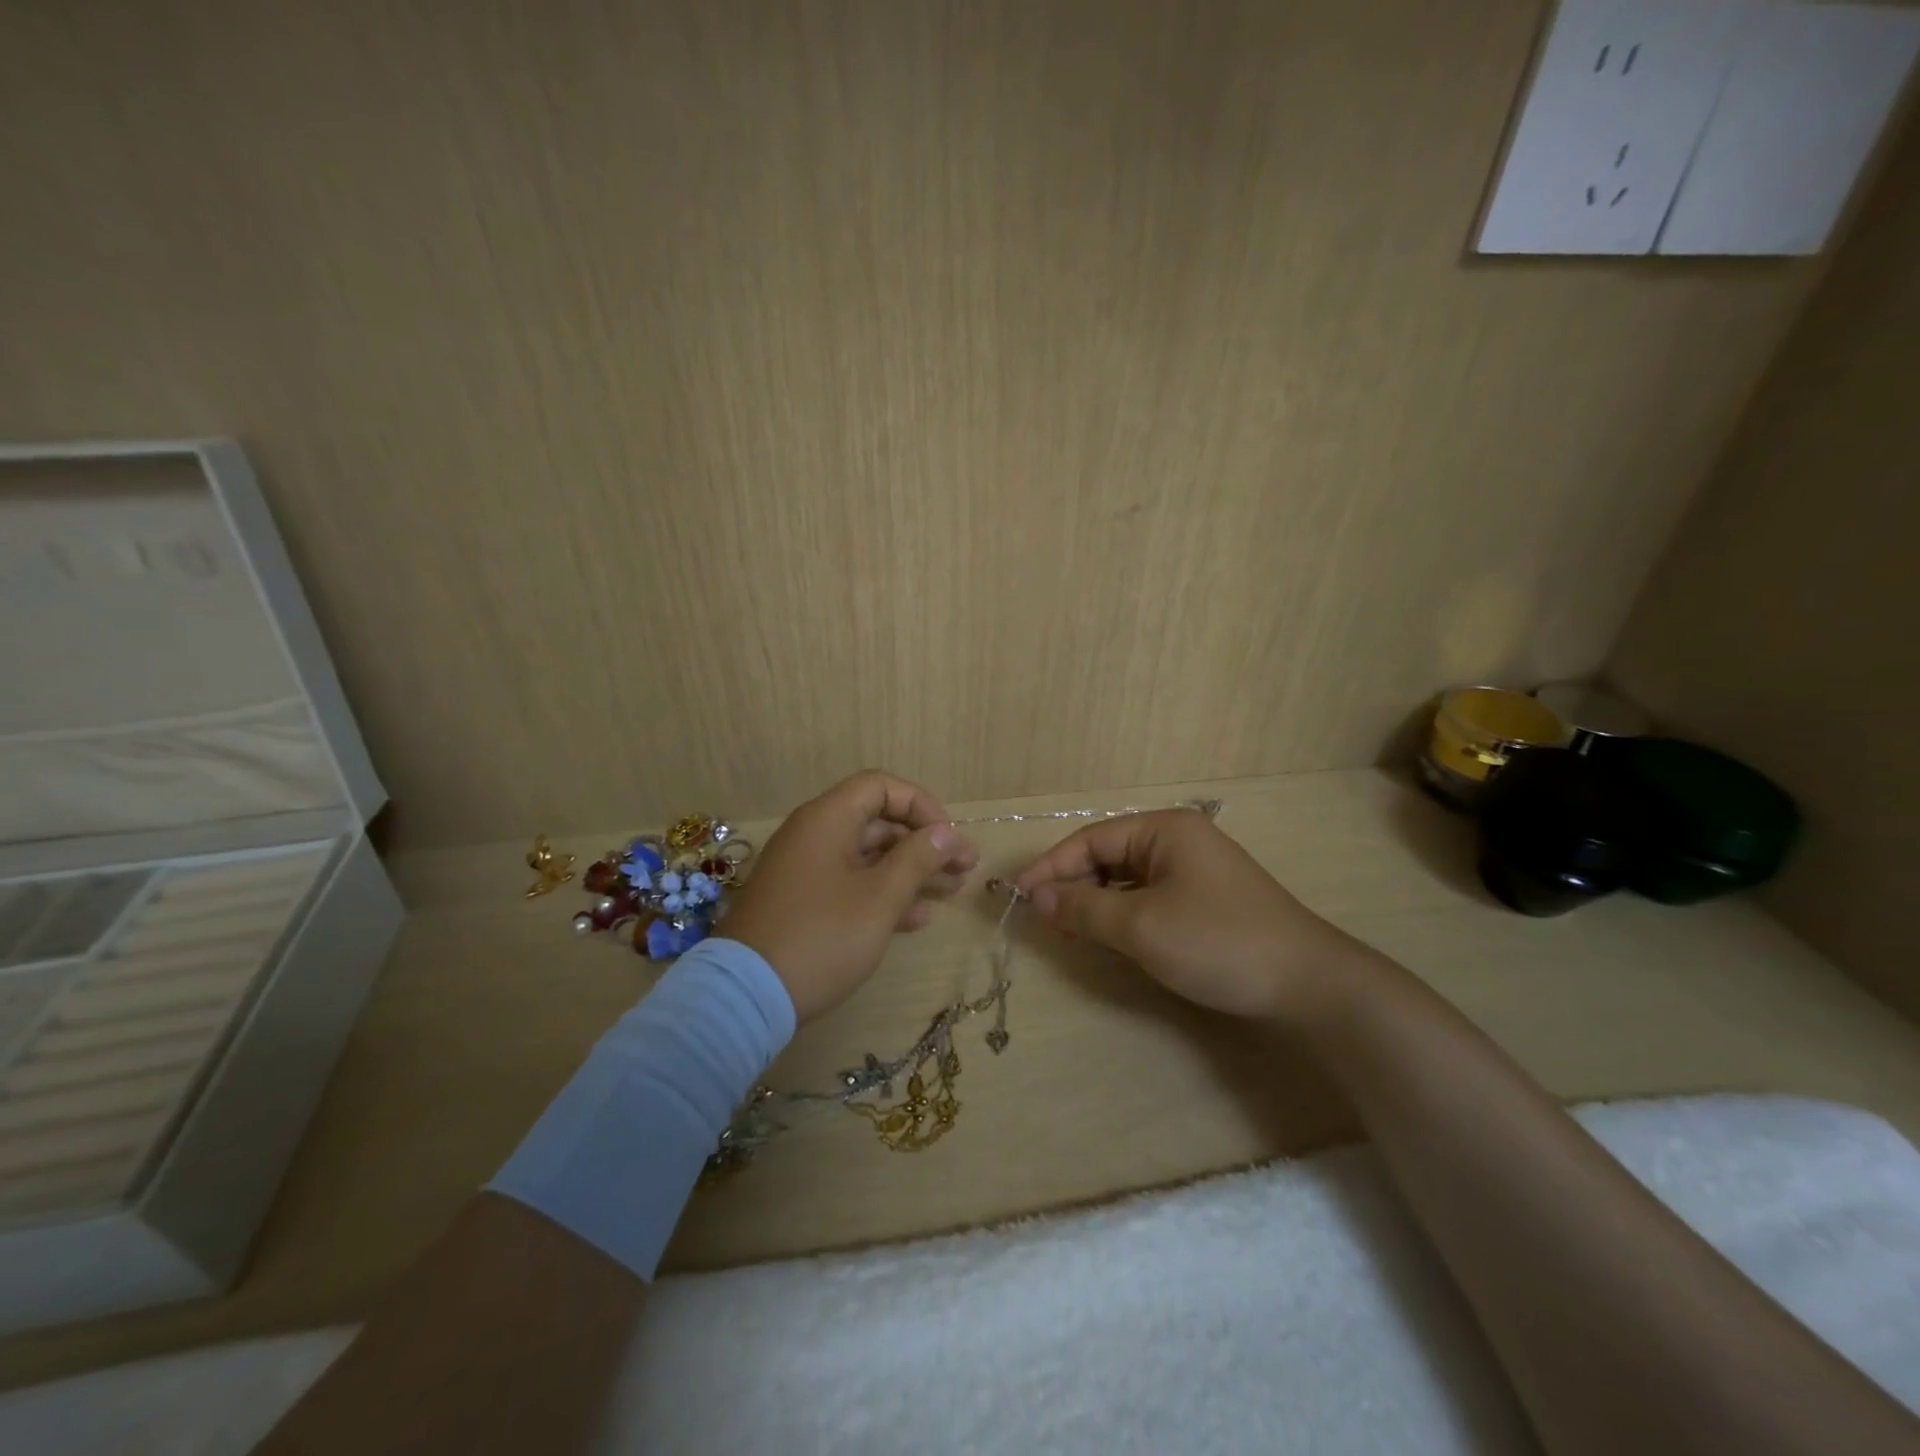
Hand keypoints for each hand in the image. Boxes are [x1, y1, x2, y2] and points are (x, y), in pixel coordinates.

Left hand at [724, 771, 978, 1022]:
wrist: (746, 997)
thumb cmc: (822, 936)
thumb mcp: (880, 897)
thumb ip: (918, 858)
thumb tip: (946, 832)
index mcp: (827, 819)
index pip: (881, 787)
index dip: (921, 806)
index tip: (948, 838)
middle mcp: (815, 836)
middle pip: (879, 824)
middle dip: (925, 845)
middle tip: (965, 870)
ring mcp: (807, 872)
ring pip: (869, 858)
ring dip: (912, 872)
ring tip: (953, 892)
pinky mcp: (803, 905)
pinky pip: (851, 886)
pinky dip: (884, 895)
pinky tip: (918, 918)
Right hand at [1014, 810, 1368, 1024]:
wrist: (1308, 984)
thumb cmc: (1218, 942)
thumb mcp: (1141, 926)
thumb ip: (1082, 908)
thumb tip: (1035, 897)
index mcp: (1164, 829)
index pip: (1091, 839)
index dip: (1051, 867)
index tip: (1019, 896)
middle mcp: (1178, 840)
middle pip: (1108, 856)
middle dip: (1073, 885)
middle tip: (1043, 919)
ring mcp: (1194, 870)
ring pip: (1127, 879)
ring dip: (1096, 902)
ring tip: (1069, 929)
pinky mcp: (1205, 900)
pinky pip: (1148, 897)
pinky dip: (1123, 914)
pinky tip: (1110, 935)